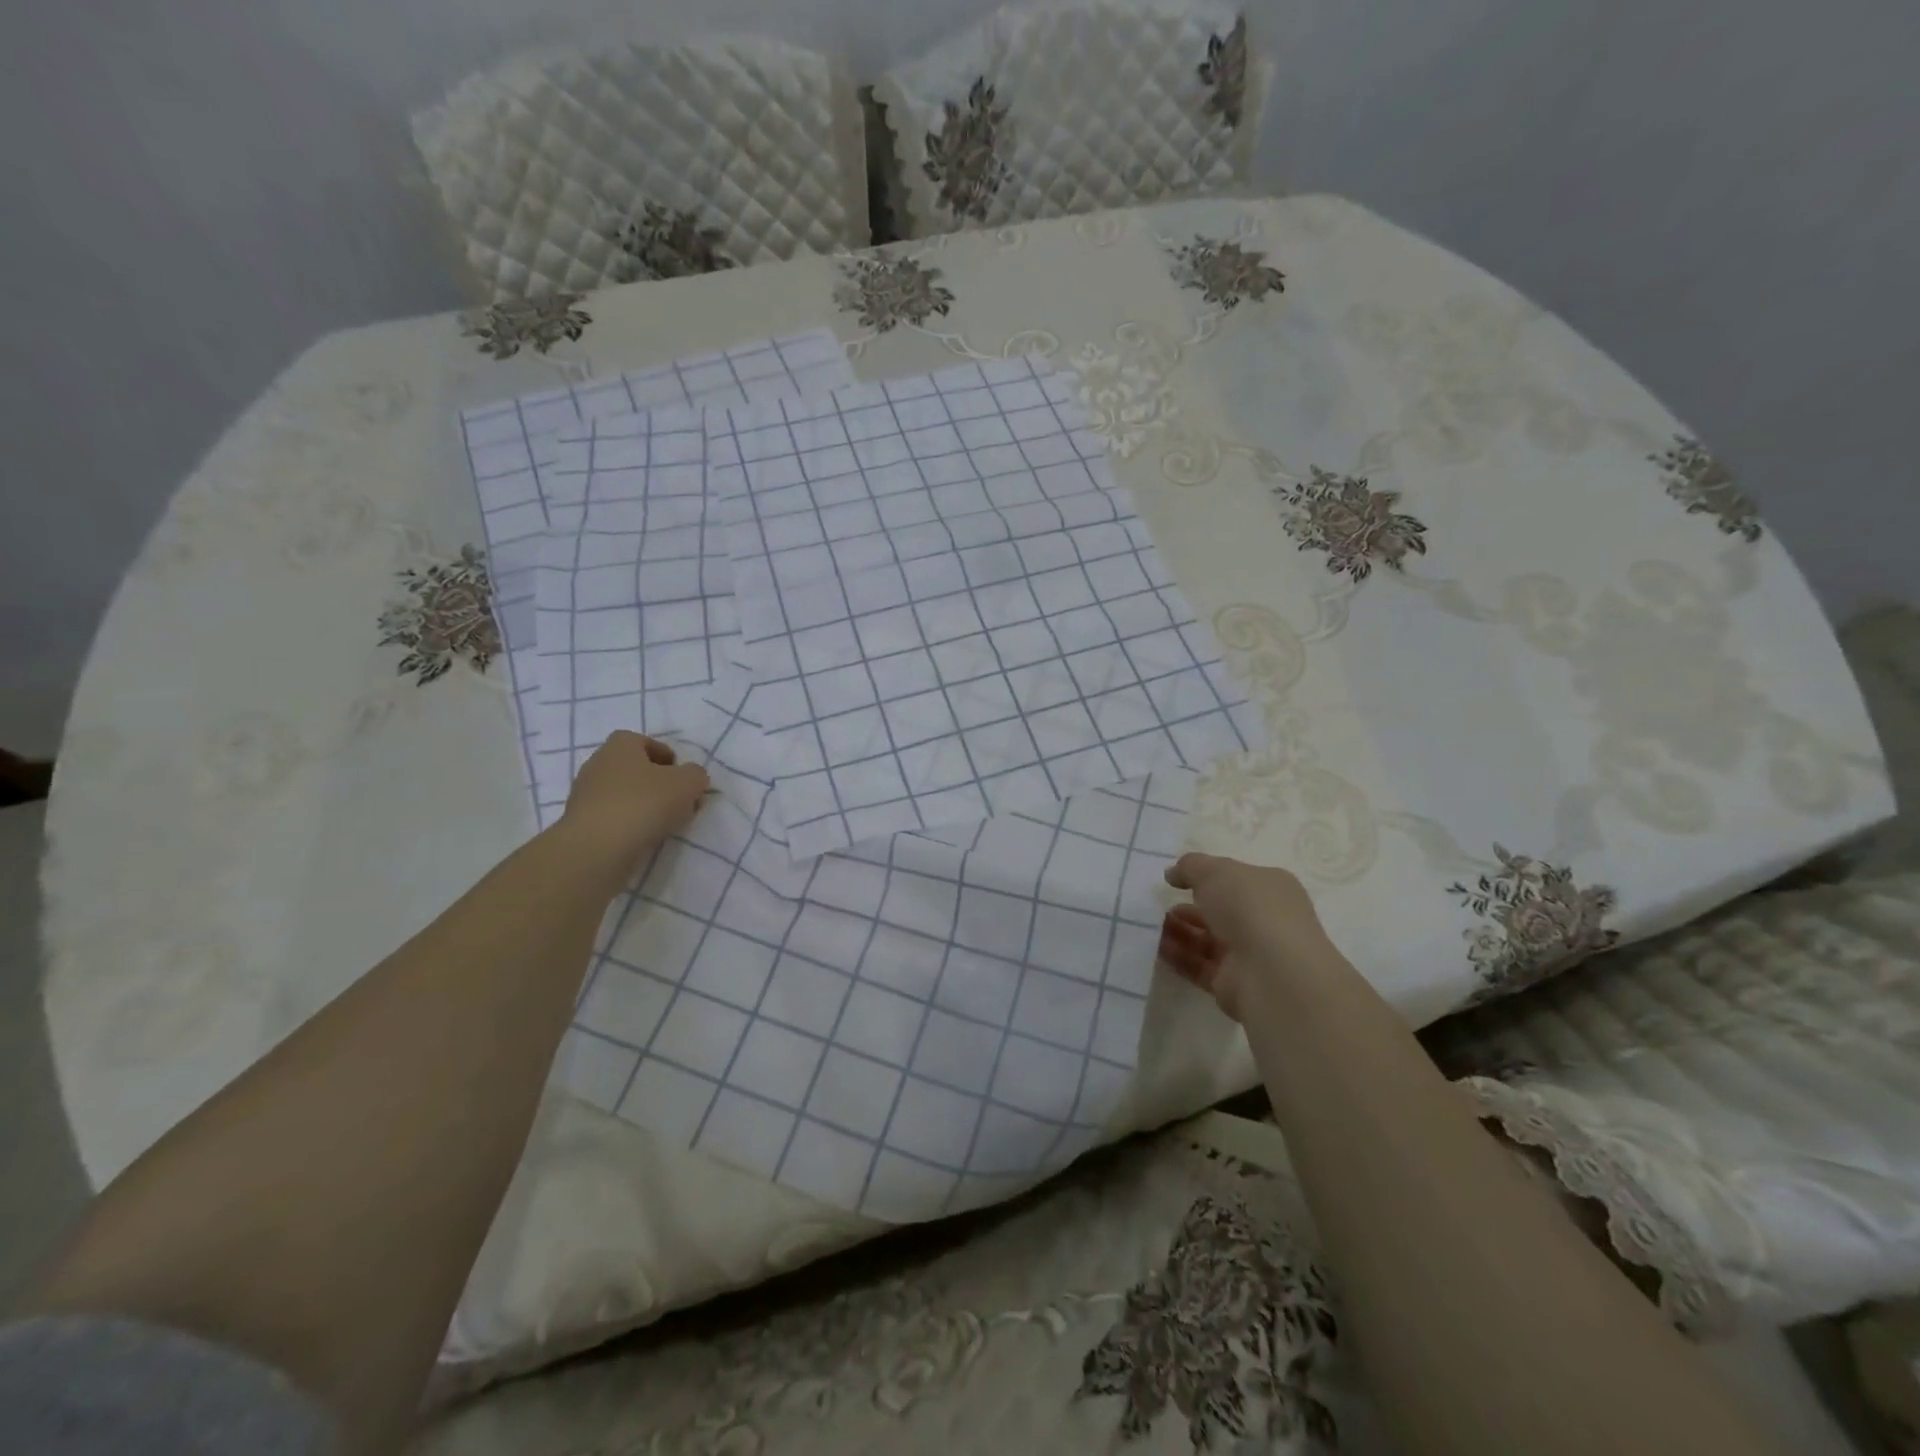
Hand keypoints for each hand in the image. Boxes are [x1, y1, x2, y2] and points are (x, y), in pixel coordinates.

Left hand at [557, 731, 709, 884]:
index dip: (667, 757)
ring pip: (624, 794)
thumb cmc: (644, 803)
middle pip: (635, 769)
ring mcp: (585, 795)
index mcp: (620, 746)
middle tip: (679, 802)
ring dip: (646, 805)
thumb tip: (691, 777)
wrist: (596, 849)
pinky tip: (644, 837)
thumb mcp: (688, 783)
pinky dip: (630, 823)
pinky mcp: (580, 823)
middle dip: (659, 784)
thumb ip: (696, 775)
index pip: (645, 742)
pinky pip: (613, 816)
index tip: (683, 778)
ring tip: (666, 824)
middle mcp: (598, 764)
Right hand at [1158, 853, 1331, 1022]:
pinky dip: (1178, 956)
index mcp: (1270, 889)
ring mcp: (1249, 954)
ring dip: (1179, 931)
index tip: (1176, 879)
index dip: (1206, 877)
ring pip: (1207, 939)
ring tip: (1151, 925)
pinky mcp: (1232, 983)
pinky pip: (1199, 966)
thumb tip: (1173, 874)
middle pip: (1219, 911)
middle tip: (1158, 905)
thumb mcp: (1214, 871)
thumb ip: (1190, 867)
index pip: (1236, 880)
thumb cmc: (1248, 908)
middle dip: (1188, 907)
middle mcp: (1264, 920)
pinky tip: (1156, 947)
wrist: (1271, 972)